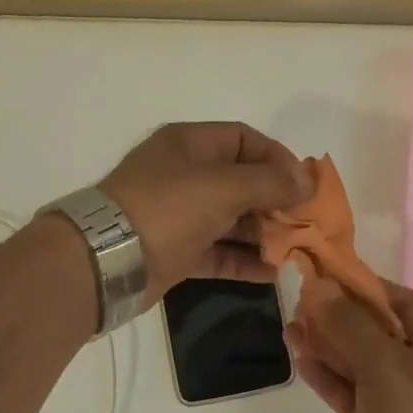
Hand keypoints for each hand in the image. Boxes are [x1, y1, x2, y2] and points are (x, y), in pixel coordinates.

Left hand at [99, 122, 311, 304]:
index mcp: (190, 145)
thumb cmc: (167, 209)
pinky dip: (243, 260)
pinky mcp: (175, 251)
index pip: (244, 139)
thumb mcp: (223, 187)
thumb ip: (269, 182)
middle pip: (241, 181)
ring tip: (295, 250)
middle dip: (275, 201)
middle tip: (305, 223)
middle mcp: (184, 175)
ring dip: (263, 233)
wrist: (105, 261)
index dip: (278, 158)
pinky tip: (272, 273)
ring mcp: (178, 215)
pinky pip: (217, 252)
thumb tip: (307, 181)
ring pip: (231, 219)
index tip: (304, 185)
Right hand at [288, 282, 412, 412]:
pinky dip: (329, 378)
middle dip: (339, 316)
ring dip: (328, 346)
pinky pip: (353, 394)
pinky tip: (300, 359)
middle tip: (298, 302)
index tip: (323, 274)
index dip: (362, 286)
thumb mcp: (387, 367)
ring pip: (361, 365)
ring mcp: (405, 405)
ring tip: (289, 327)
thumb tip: (318, 285)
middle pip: (379, 332)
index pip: (402, 302)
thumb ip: (350, 324)